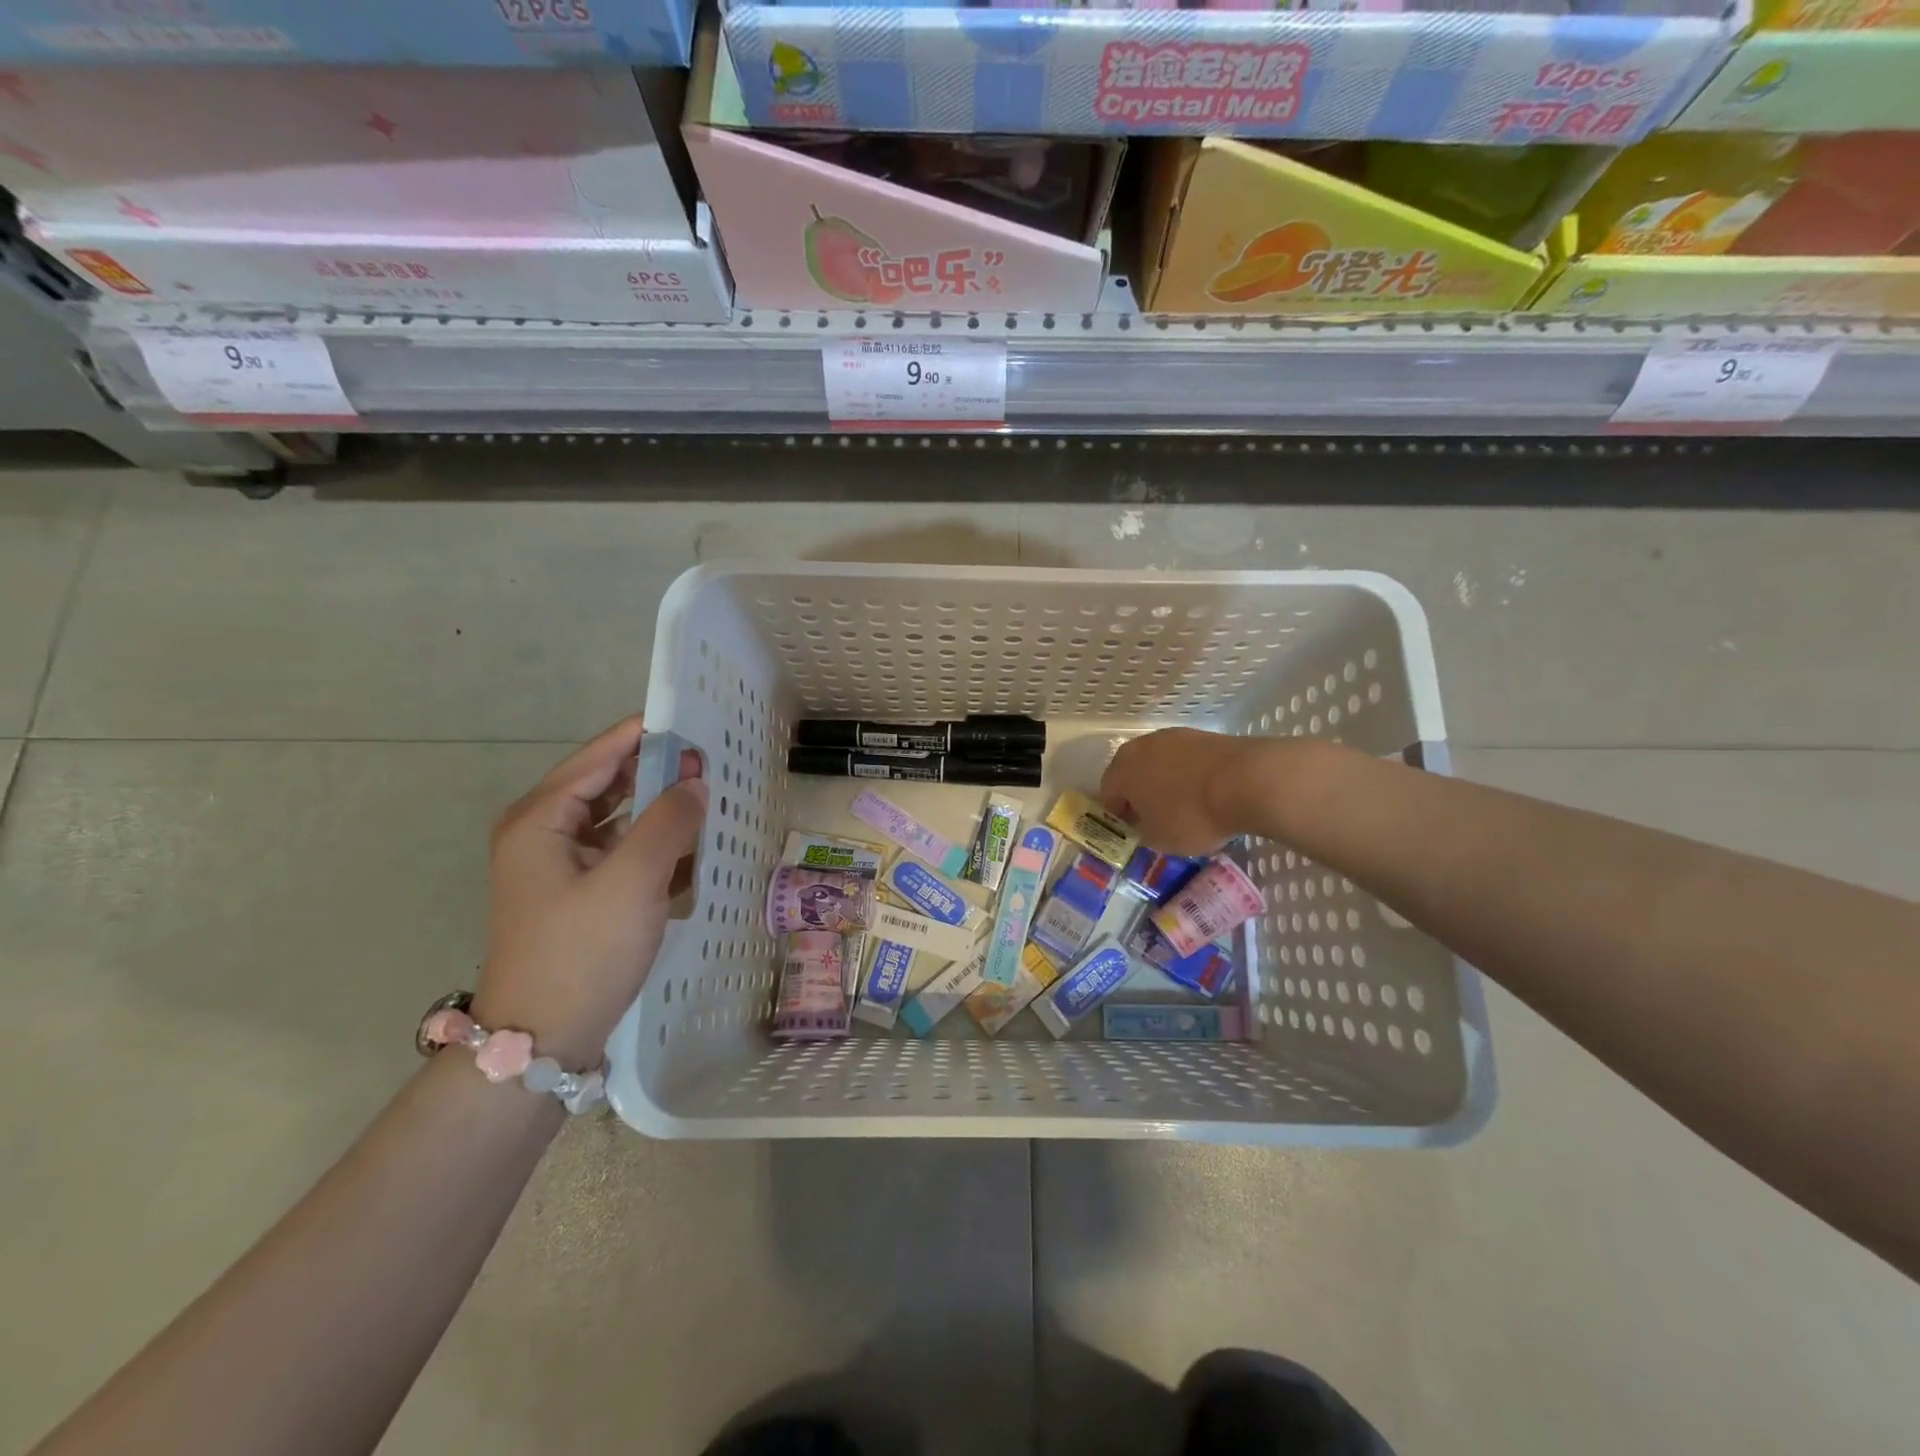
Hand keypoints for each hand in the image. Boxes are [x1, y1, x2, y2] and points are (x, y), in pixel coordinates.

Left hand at [474, 716, 706, 1069]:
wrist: (541, 1043)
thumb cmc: (581, 953)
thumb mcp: (632, 880)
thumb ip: (669, 822)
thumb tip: (695, 781)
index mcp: (541, 820)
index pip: (599, 757)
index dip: (644, 735)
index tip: (691, 720)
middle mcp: (543, 835)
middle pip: (608, 785)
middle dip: (657, 773)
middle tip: (709, 762)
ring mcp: (559, 868)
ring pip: (617, 821)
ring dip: (659, 811)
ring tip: (706, 799)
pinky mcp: (577, 896)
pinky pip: (620, 854)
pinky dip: (653, 847)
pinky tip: (689, 851)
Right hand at [1099, 727, 1269, 855]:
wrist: (1247, 781)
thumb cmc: (1191, 815)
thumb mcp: (1159, 839)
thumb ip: (1143, 832)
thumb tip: (1145, 825)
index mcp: (1122, 769)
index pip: (1108, 793)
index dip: (1117, 816)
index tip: (1133, 833)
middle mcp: (1142, 746)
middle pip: (1133, 774)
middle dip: (1141, 796)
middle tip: (1156, 820)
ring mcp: (1175, 737)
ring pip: (1162, 765)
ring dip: (1167, 784)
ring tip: (1186, 808)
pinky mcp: (1205, 736)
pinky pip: (1188, 761)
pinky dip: (1191, 777)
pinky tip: (1207, 795)